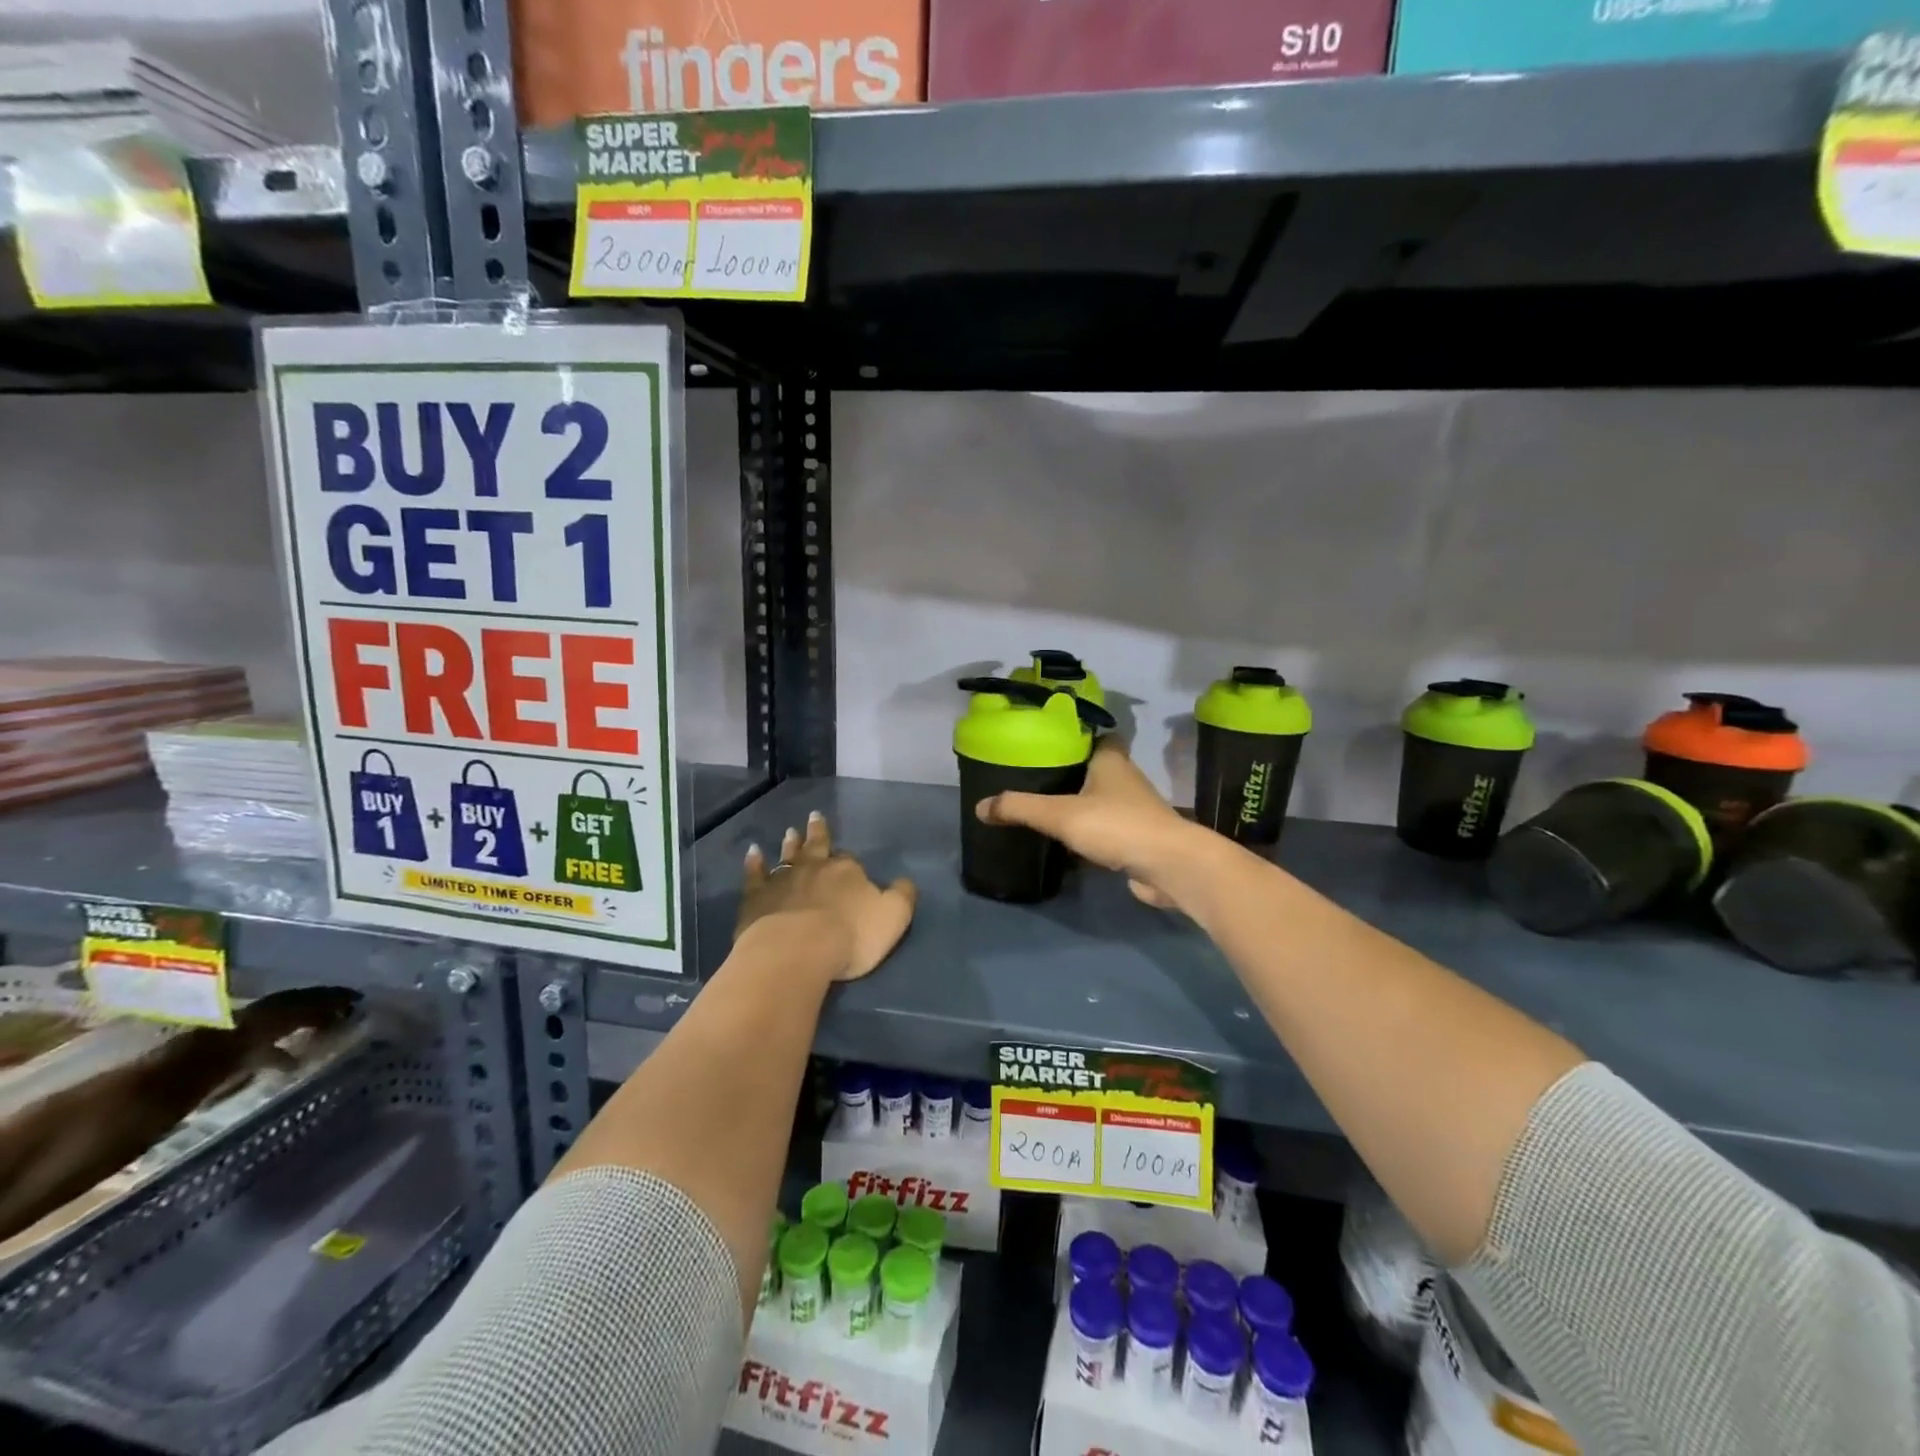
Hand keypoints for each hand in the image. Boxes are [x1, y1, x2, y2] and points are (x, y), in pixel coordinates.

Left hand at [736, 811, 917, 981]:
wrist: (797, 949)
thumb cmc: (851, 935)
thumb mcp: (894, 917)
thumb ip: (902, 896)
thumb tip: (904, 881)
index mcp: (848, 871)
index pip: (851, 862)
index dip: (851, 863)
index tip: (851, 863)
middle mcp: (815, 868)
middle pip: (818, 846)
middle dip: (818, 833)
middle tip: (814, 817)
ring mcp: (783, 880)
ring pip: (788, 856)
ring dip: (790, 844)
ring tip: (790, 831)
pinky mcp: (757, 897)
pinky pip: (755, 875)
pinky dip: (754, 863)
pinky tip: (753, 853)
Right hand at [975, 738, 1213, 909]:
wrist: (1169, 866)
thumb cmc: (1117, 826)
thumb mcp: (1060, 814)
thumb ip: (1020, 808)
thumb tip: (980, 807)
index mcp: (1111, 759)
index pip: (1093, 734)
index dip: (1071, 733)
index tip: (1043, 739)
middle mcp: (1124, 777)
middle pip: (1092, 766)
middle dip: (1067, 770)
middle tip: (1031, 774)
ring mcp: (1133, 809)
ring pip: (1098, 798)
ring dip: (1077, 801)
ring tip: (1040, 805)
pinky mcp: (1135, 837)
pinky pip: (1105, 827)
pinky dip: (1086, 830)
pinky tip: (1063, 839)